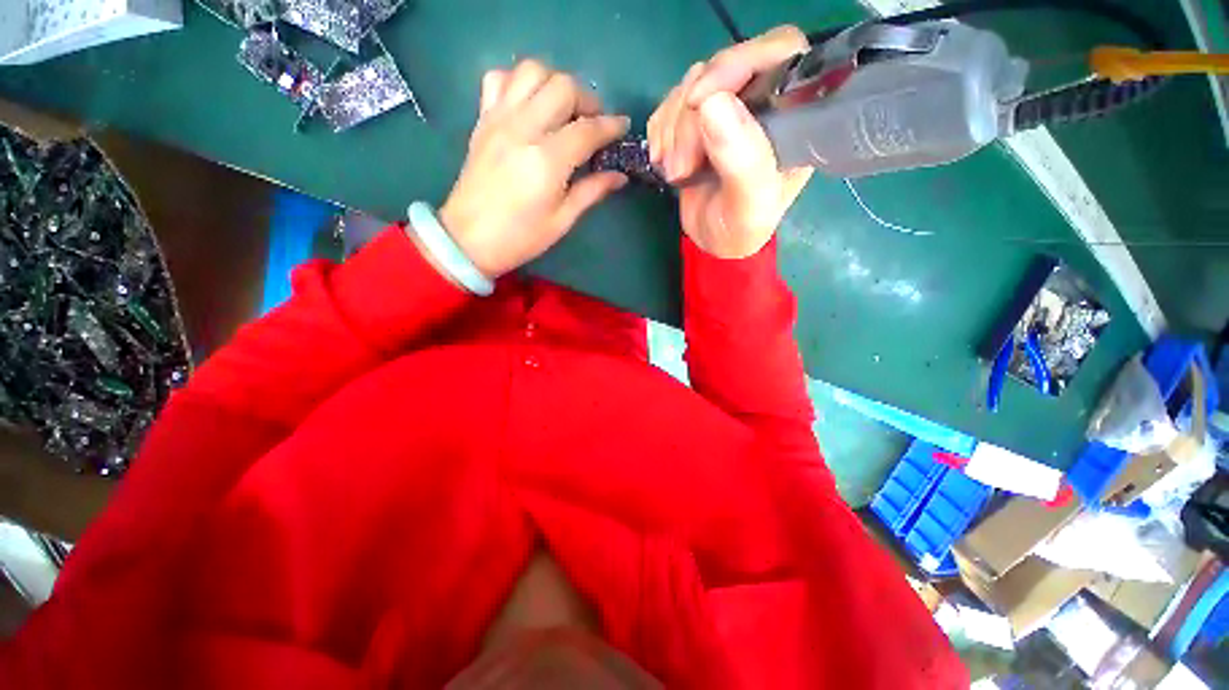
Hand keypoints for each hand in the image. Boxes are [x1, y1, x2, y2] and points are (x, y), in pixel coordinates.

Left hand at [438, 60, 629, 277]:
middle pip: (562, 87)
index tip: (623, 127)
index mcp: (546, 161)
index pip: (587, 130)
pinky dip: (519, 82)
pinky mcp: (483, 120)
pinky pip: (499, 79)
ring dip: (555, 82)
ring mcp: (499, 119)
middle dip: (587, 99)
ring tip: (564, 109)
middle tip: (594, 122)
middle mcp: (523, 129)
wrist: (468, 239)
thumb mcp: (562, 220)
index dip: (611, 126)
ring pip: (531, 71)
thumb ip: (592, 191)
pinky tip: (529, 104)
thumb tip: (619, 176)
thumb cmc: (521, 237)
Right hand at [648, 26, 813, 258]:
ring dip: (672, 130)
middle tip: (682, 167)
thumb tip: (711, 104)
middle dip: (690, 118)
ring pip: (691, 85)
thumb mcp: (749, 205)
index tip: (699, 103)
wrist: (713, 243)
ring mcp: (728, 108)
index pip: (778, 52)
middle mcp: (763, 102)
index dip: (738, 63)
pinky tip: (663, 160)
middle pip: (723, 69)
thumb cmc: (741, 229)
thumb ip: (742, 160)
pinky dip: (660, 131)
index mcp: (793, 115)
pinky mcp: (698, 120)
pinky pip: (670, 104)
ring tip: (675, 173)